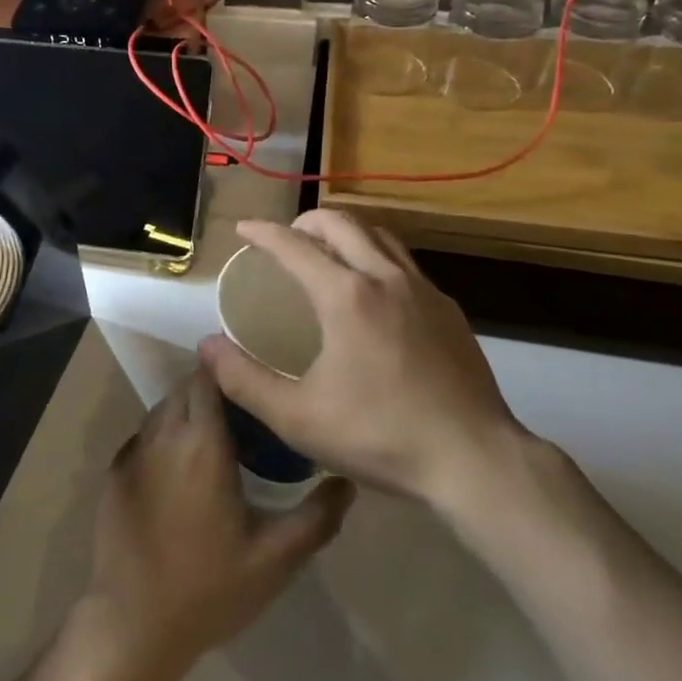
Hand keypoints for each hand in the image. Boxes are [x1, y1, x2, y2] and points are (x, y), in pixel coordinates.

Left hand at [83, 368, 354, 680]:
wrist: (133, 626)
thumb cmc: (208, 589)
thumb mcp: (275, 560)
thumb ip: (316, 518)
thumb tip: (347, 482)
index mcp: (201, 443)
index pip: (209, 376)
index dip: (231, 372)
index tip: (257, 384)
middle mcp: (163, 435)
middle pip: (186, 387)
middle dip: (215, 391)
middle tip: (247, 420)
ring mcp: (132, 452)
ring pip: (164, 409)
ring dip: (189, 414)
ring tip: (218, 445)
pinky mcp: (114, 473)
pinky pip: (145, 436)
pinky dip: (166, 438)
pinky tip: (182, 474)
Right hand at [201, 210, 532, 505]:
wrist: (474, 460)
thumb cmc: (380, 436)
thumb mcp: (298, 417)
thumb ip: (244, 380)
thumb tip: (207, 347)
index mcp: (346, 295)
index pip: (294, 246)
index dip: (264, 232)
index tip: (244, 229)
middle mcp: (385, 277)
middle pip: (342, 222)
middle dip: (307, 220)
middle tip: (286, 237)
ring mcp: (424, 290)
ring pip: (380, 236)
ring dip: (347, 232)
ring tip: (328, 253)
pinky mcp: (449, 310)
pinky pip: (405, 264)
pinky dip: (378, 258)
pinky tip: (375, 295)